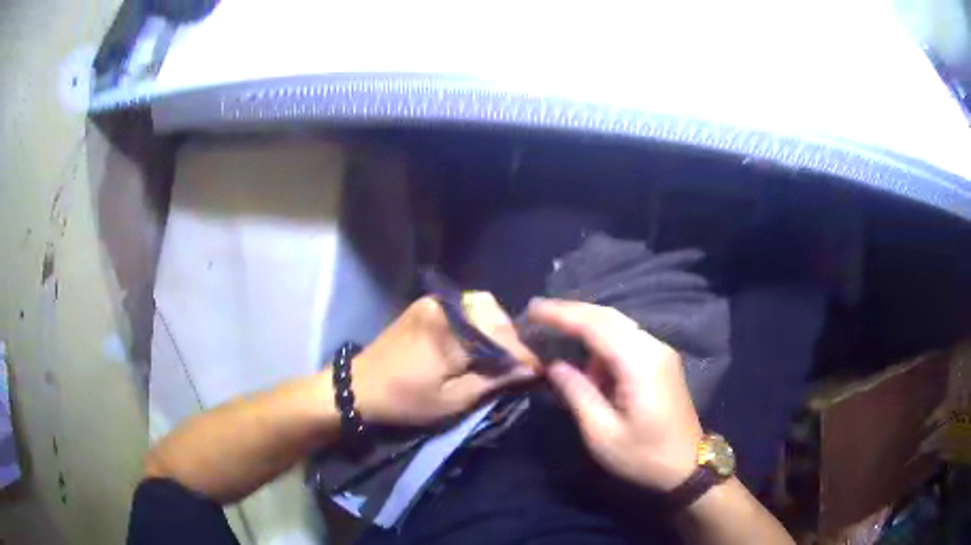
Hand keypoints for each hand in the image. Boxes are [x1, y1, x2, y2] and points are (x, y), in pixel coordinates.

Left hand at [353, 293, 538, 425]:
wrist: (358, 386)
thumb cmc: (405, 400)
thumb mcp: (452, 401)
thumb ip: (493, 381)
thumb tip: (530, 369)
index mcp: (451, 334)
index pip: (503, 338)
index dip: (524, 355)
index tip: (539, 371)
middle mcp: (445, 308)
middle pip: (495, 313)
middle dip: (511, 338)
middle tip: (513, 364)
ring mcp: (433, 302)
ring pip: (481, 305)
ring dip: (495, 327)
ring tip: (495, 355)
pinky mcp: (425, 304)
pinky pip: (463, 306)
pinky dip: (477, 322)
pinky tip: (475, 343)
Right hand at [529, 299, 703, 491]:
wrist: (687, 467)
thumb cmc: (643, 455)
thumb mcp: (602, 433)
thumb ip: (577, 393)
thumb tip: (554, 365)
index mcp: (640, 363)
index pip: (596, 326)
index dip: (562, 315)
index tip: (532, 309)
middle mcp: (653, 348)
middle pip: (608, 317)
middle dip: (572, 312)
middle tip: (537, 313)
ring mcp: (660, 352)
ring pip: (618, 325)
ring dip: (586, 324)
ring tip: (554, 330)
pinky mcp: (661, 361)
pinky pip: (626, 338)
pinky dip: (601, 339)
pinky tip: (584, 352)